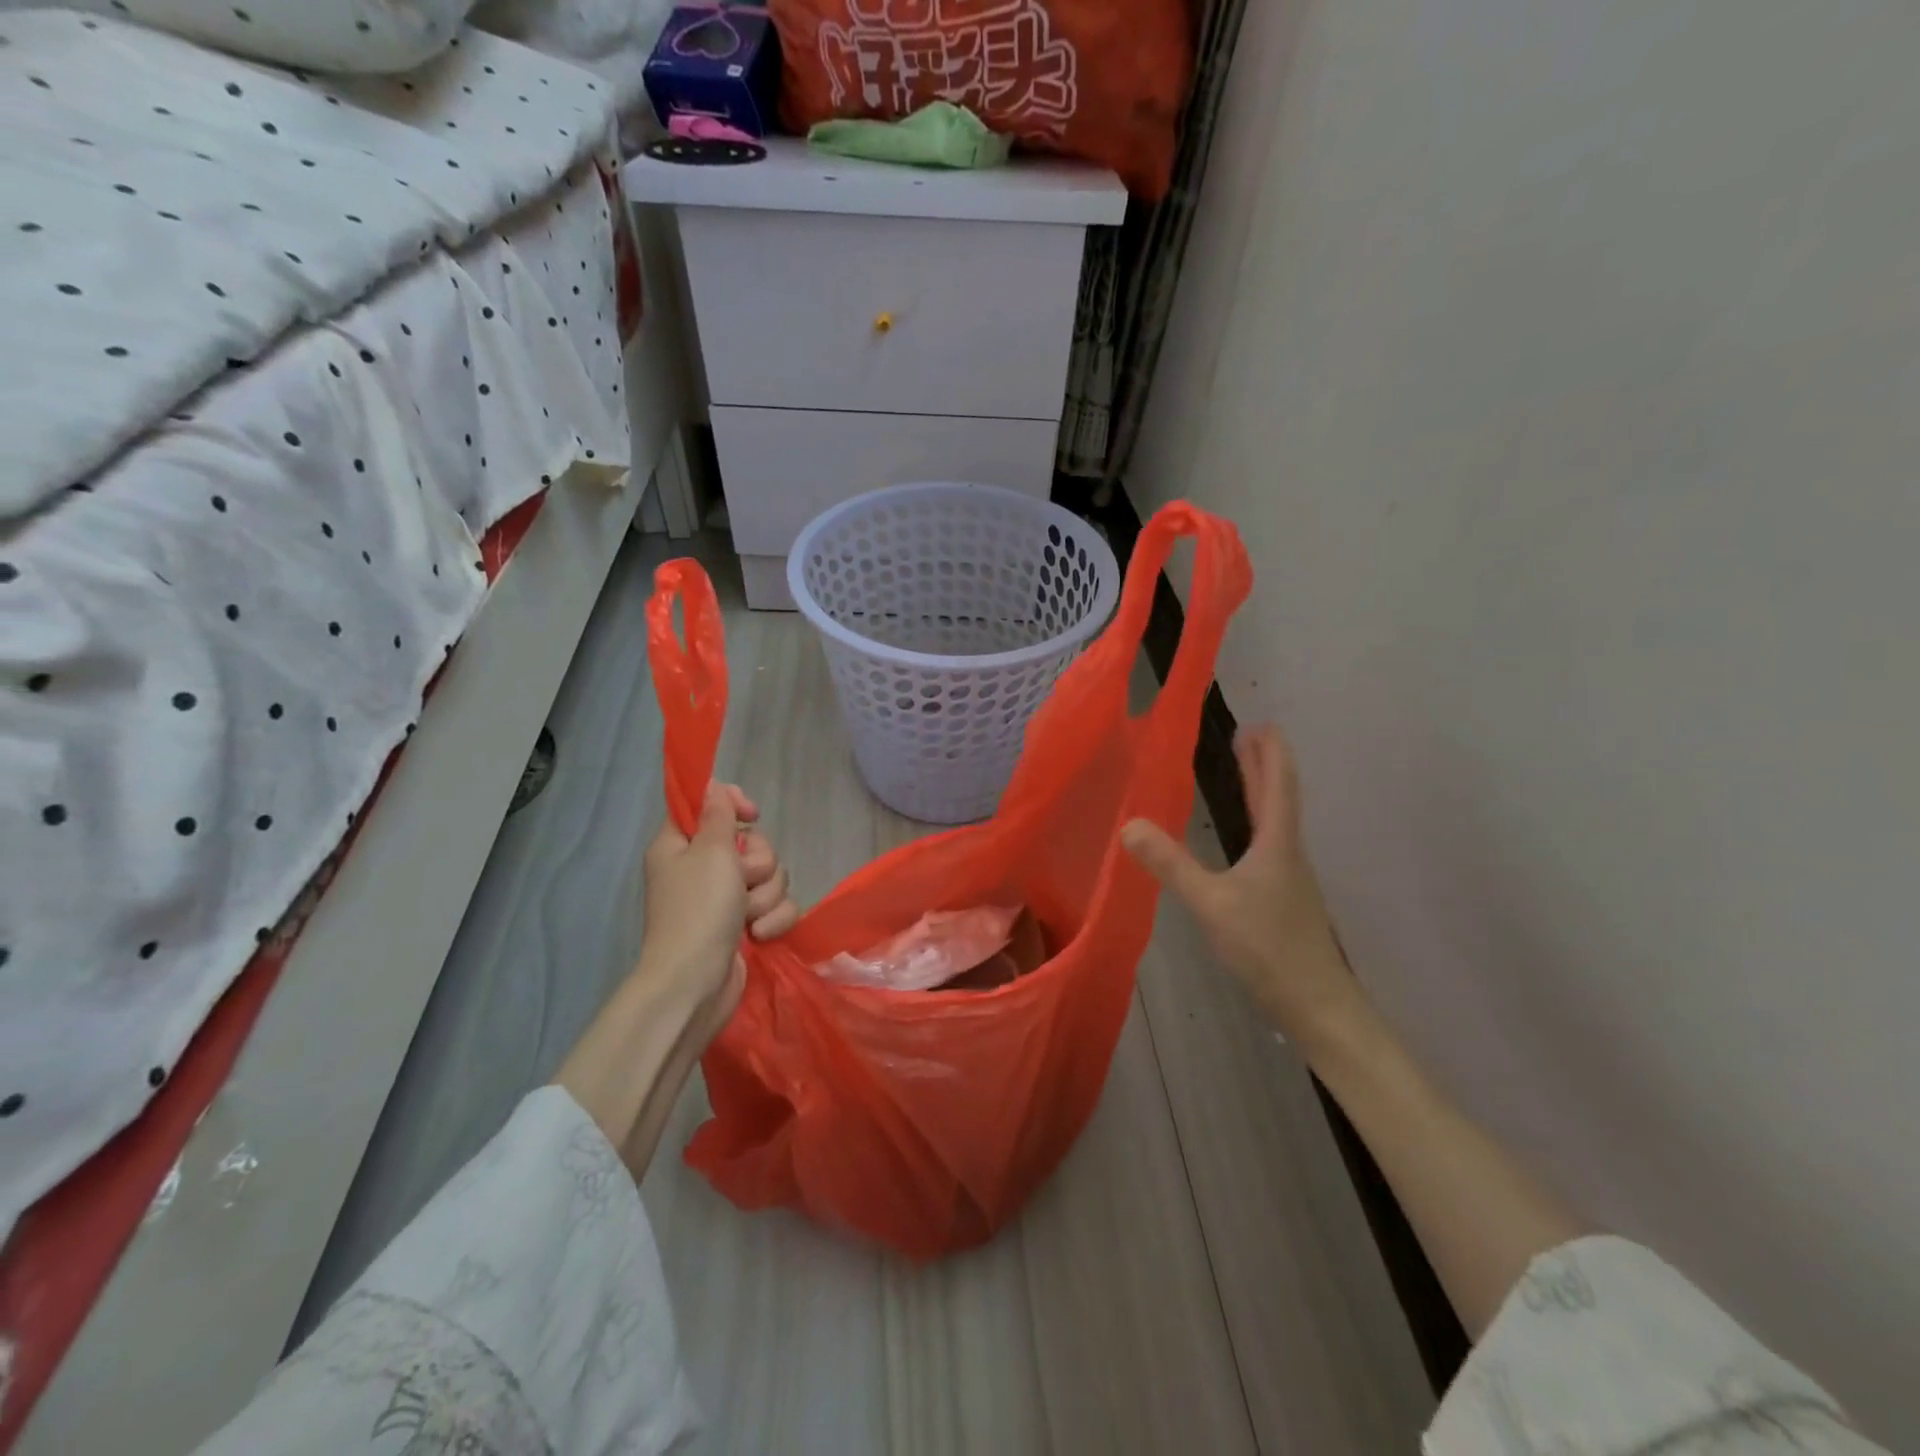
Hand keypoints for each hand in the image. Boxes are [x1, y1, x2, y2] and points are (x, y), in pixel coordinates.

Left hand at [555, 781, 800, 1178]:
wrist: (695, 985)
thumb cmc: (698, 911)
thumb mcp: (710, 852)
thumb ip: (718, 814)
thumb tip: (712, 785)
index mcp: (682, 845)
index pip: (709, 805)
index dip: (733, 804)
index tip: (751, 814)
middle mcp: (702, 868)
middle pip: (751, 843)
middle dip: (758, 862)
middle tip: (742, 879)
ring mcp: (725, 900)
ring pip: (770, 876)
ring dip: (766, 895)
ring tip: (747, 916)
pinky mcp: (745, 926)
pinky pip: (776, 907)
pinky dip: (772, 920)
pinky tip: (758, 936)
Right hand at [1121, 726, 1367, 1051]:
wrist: (1316, 1005)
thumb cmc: (1268, 947)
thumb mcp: (1212, 903)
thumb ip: (1171, 864)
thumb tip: (1128, 825)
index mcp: (1277, 843)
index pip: (1278, 784)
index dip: (1270, 752)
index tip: (1259, 723)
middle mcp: (1287, 853)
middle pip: (1278, 797)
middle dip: (1262, 764)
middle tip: (1246, 735)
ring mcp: (1288, 877)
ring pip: (1274, 821)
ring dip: (1259, 791)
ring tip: (1241, 771)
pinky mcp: (1282, 899)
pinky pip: (1267, 845)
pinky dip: (1254, 822)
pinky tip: (1240, 837)